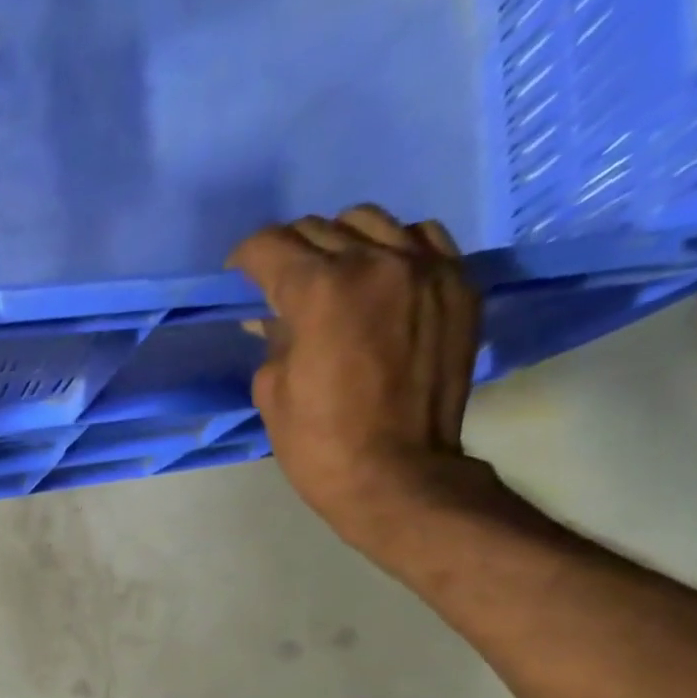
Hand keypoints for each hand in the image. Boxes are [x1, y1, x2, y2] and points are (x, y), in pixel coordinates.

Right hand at [229, 206, 485, 552]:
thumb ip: (273, 340)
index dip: (245, 258)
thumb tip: (274, 318)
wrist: (397, 474)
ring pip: (372, 223)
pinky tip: (380, 281)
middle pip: (320, 229)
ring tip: (332, 276)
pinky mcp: (458, 286)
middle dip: (290, 251)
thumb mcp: (272, 392)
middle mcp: (376, 263)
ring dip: (341, 243)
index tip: (238, 272)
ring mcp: (426, 269)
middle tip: (278, 281)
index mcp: (320, 292)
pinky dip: (393, 250)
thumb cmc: (319, 444)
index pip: (272, 248)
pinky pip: (422, 239)